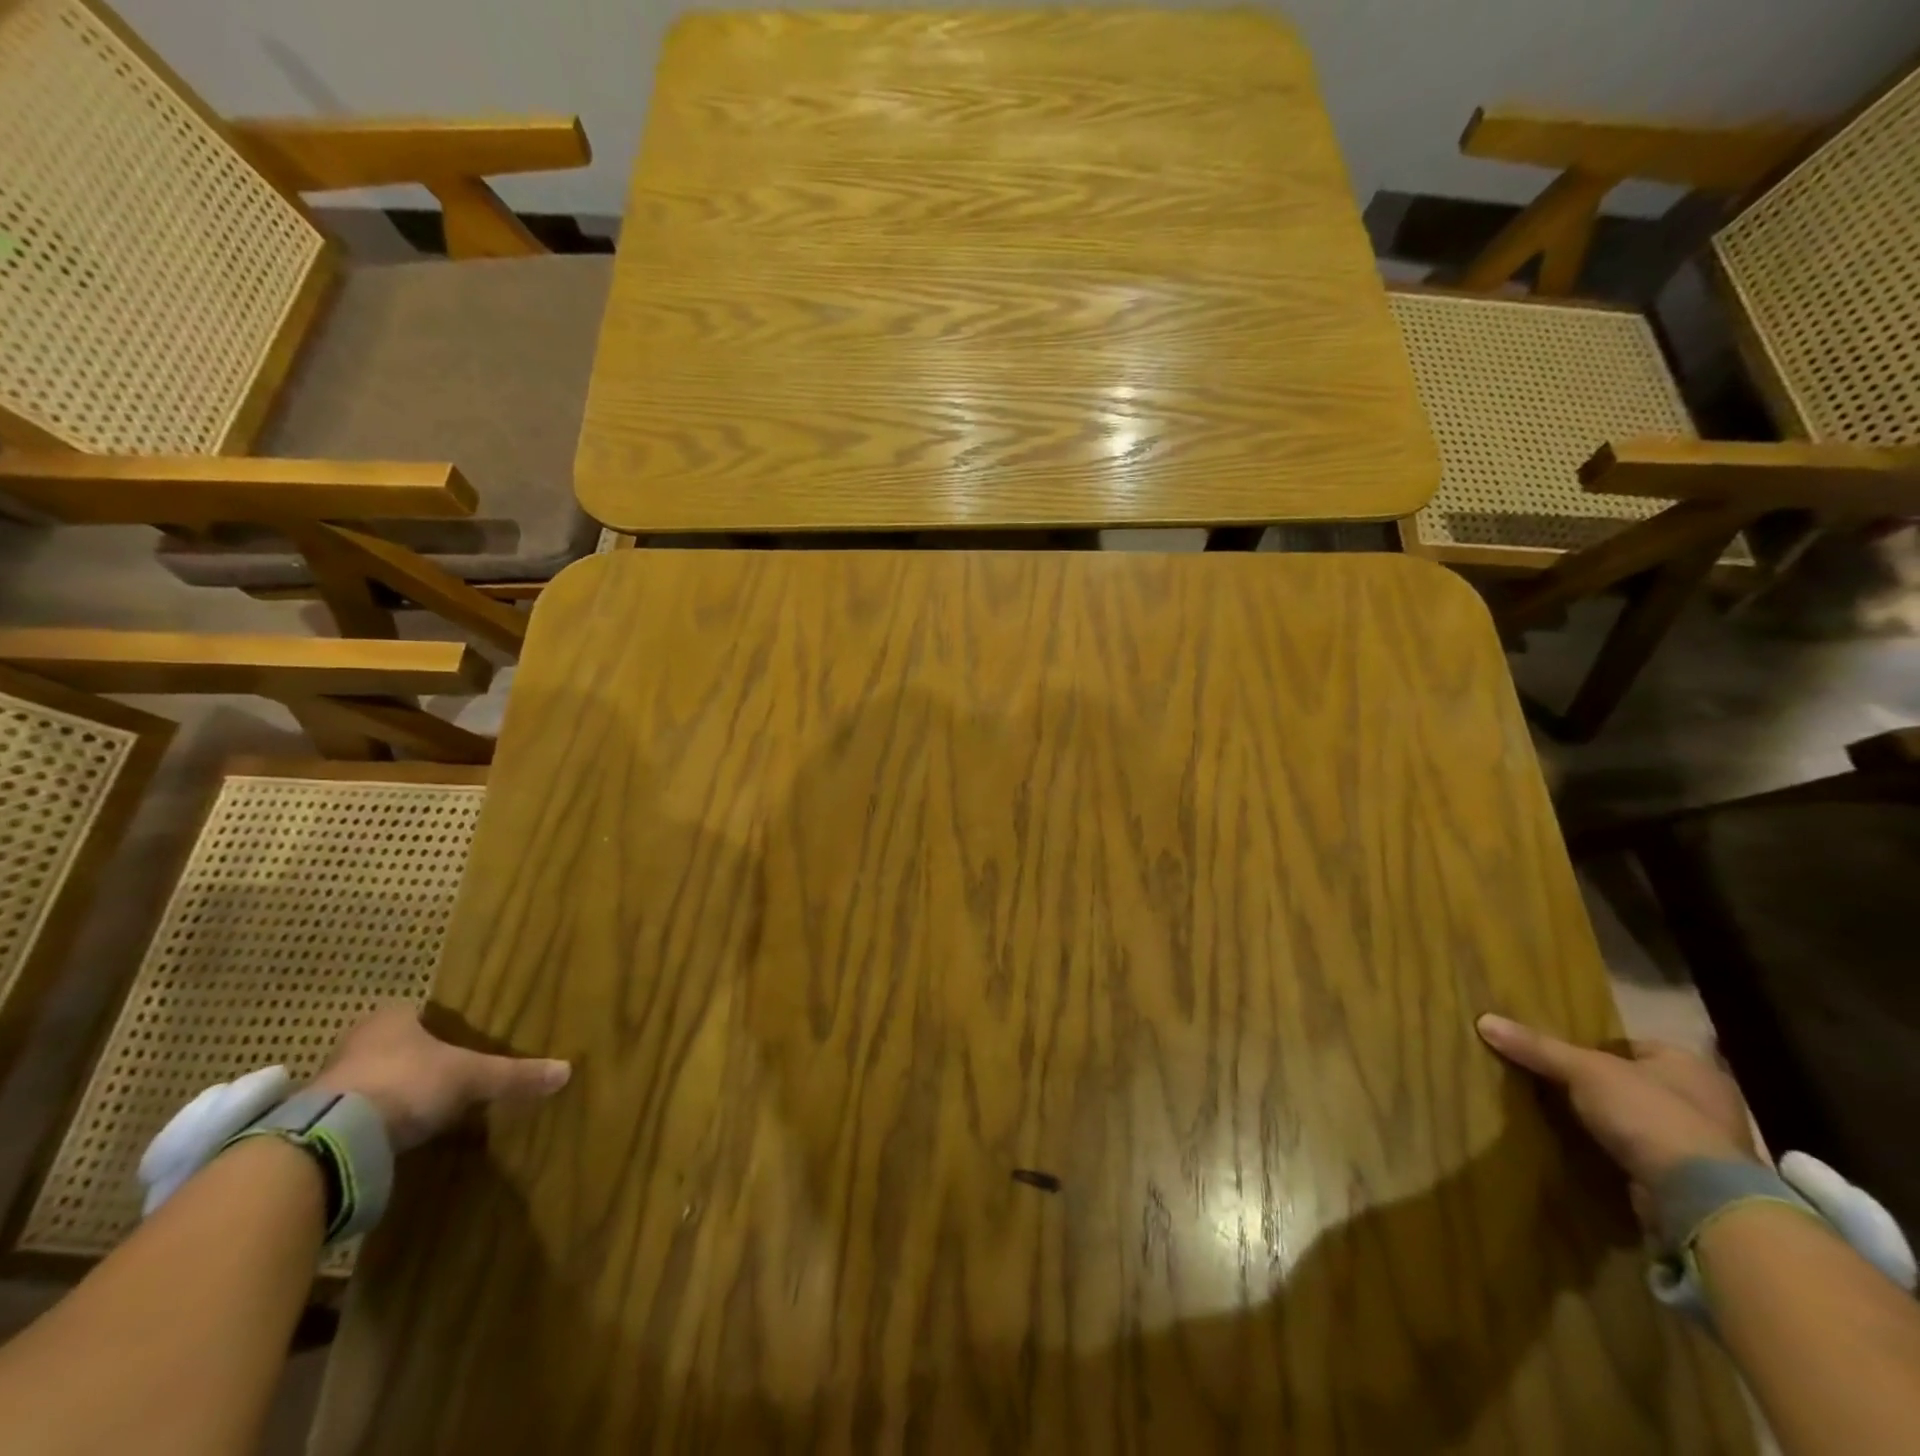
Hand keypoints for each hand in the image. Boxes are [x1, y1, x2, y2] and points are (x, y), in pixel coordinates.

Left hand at [310, 1005, 570, 1150]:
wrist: (332, 1139)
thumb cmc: (408, 1083)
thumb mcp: (472, 1078)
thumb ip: (515, 1075)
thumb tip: (566, 1070)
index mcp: (391, 1019)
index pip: (414, 1013)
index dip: (435, 1026)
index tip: (455, 1042)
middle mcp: (355, 1042)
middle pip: (391, 1046)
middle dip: (413, 1060)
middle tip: (442, 1076)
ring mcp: (328, 1083)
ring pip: (368, 1080)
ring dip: (388, 1093)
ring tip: (419, 1112)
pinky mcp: (311, 1125)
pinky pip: (350, 1116)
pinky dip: (369, 1124)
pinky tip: (390, 1139)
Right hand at [1476, 1013, 1757, 1199]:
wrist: (1700, 1198)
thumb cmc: (1648, 1114)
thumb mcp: (1582, 1071)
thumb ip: (1537, 1047)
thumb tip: (1484, 1020)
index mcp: (1690, 1065)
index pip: (1632, 1046)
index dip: (1595, 1050)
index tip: (1561, 1060)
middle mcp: (1708, 1100)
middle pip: (1639, 1083)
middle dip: (1605, 1088)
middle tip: (1561, 1089)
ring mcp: (1710, 1145)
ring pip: (1646, 1121)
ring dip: (1617, 1124)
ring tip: (1573, 1122)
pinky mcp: (1702, 1182)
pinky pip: (1652, 1156)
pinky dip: (1627, 1154)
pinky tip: (1597, 1153)